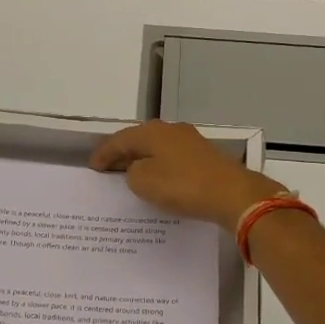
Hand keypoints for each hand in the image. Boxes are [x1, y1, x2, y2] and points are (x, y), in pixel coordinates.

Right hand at [90, 120, 284, 230]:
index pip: (119, 139)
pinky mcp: (205, 157)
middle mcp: (171, 130)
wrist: (232, 194)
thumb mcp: (144, 182)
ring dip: (142, 160)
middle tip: (108, 168)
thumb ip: (132, 173)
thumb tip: (137, 169)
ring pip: (157, 148)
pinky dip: (160, 167)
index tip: (92, 166)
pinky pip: (172, 159)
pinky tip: (158, 179)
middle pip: (139, 140)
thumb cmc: (182, 185)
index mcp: (152, 132)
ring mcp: (190, 141)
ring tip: (130, 175)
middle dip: (123, 153)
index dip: (103, 153)